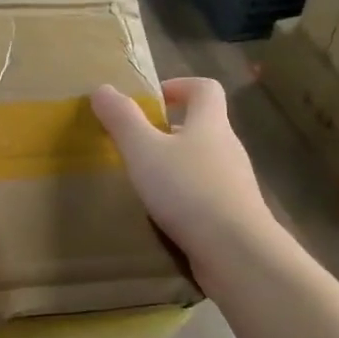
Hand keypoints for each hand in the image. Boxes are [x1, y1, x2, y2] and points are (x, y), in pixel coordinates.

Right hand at [90, 77, 273, 271]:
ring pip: (204, 163)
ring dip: (177, 166)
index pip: (205, 88)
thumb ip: (122, 119)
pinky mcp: (234, 214)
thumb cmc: (188, 190)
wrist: (236, 251)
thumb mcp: (144, 151)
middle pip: (204, 126)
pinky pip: (207, 195)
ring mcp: (235, 183)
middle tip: (138, 145)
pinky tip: (165, 215)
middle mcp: (228, 148)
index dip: (180, 86)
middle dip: (171, 130)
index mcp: (210, 124)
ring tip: (146, 182)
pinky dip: (186, 197)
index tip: (154, 99)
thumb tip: (102, 89)